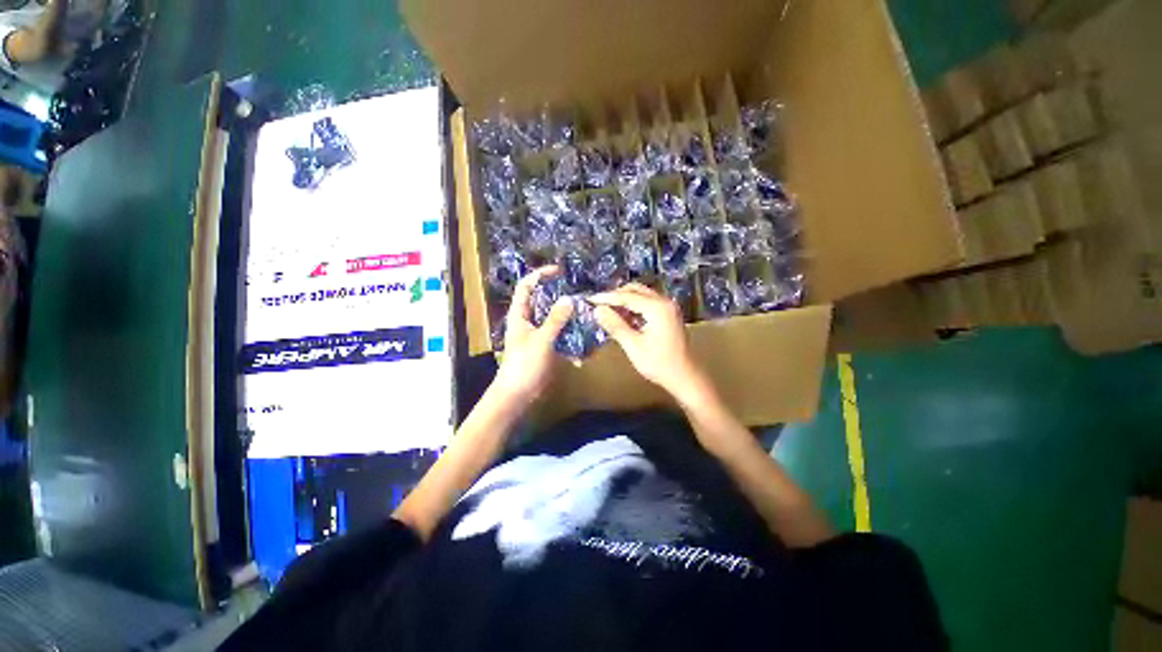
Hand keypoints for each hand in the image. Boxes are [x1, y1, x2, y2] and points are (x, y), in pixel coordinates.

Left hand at [493, 266, 573, 404]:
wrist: (517, 394)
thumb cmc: (524, 365)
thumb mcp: (541, 340)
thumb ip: (555, 320)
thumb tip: (569, 299)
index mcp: (520, 314)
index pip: (526, 286)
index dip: (539, 275)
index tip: (559, 271)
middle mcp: (528, 320)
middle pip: (542, 300)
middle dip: (559, 295)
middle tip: (578, 293)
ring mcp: (537, 334)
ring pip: (553, 318)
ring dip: (568, 317)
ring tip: (586, 314)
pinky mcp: (545, 346)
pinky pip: (559, 335)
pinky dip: (569, 336)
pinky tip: (582, 343)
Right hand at [590, 283, 707, 401]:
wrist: (684, 377)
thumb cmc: (659, 363)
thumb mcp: (633, 345)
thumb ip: (615, 325)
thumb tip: (597, 310)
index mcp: (657, 307)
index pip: (627, 296)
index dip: (607, 297)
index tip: (590, 299)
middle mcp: (664, 301)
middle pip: (635, 290)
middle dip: (616, 295)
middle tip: (598, 305)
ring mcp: (668, 307)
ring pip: (641, 295)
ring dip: (624, 300)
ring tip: (608, 311)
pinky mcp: (668, 314)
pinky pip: (647, 303)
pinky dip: (634, 307)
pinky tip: (623, 317)